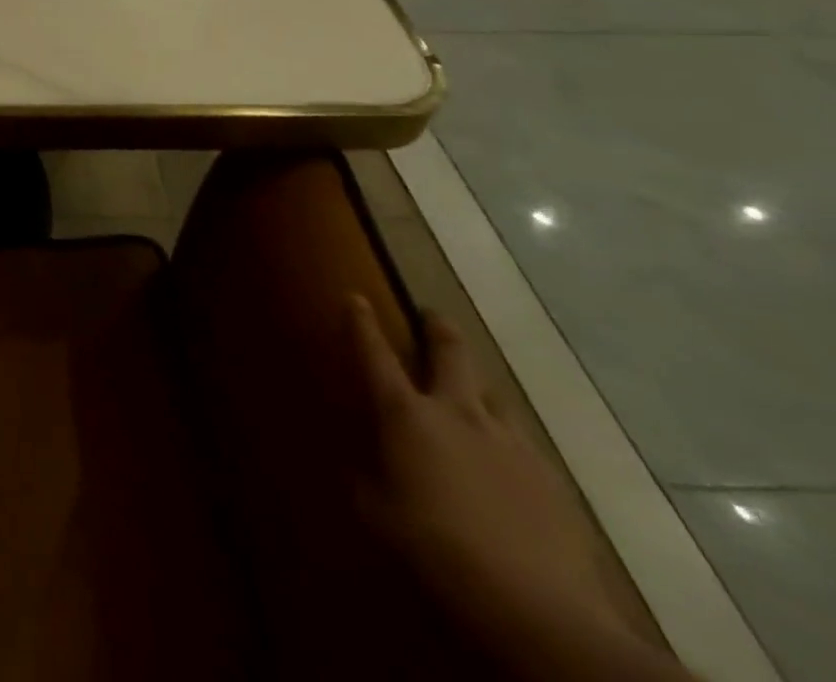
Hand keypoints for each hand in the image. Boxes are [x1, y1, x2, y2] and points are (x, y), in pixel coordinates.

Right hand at [348, 296, 692, 681]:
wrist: (538, 608)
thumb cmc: (437, 548)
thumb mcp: (380, 514)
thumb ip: (368, 480)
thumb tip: (365, 468)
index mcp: (407, 416)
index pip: (376, 356)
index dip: (362, 324)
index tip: (355, 296)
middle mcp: (458, 413)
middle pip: (451, 354)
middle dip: (438, 329)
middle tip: (431, 316)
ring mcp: (510, 442)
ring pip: (492, 393)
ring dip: (476, 385)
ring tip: (471, 392)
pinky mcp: (550, 478)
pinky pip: (521, 442)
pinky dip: (505, 440)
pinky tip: (505, 464)